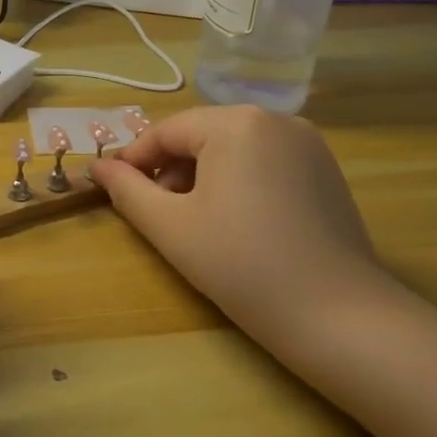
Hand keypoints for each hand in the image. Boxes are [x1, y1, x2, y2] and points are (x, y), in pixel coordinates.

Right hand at [88, 106, 389, 350]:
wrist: (339, 317)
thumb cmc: (241, 265)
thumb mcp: (170, 226)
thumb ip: (127, 190)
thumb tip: (97, 167)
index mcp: (236, 123)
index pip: (167, 131)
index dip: (134, 160)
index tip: (112, 190)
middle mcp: (276, 119)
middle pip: (201, 135)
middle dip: (170, 170)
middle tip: (156, 213)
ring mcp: (308, 143)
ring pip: (233, 148)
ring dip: (202, 176)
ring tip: (194, 221)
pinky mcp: (326, 171)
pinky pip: (264, 162)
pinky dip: (238, 182)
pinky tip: (235, 223)